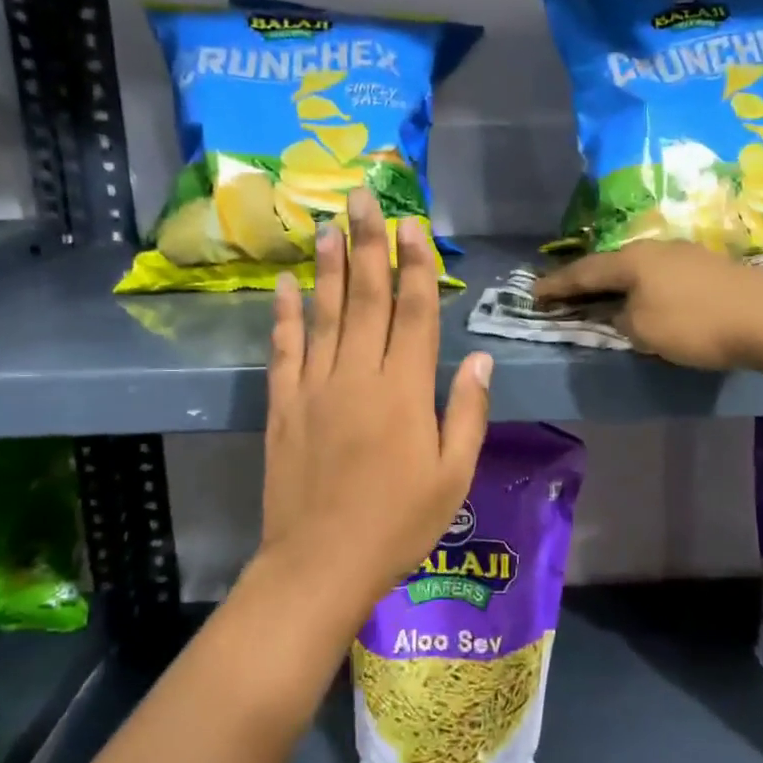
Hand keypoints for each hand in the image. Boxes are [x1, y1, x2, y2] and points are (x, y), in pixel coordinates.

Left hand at [256, 189, 492, 624]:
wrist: (320, 564)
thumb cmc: (399, 524)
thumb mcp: (453, 476)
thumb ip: (466, 412)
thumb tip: (478, 356)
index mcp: (405, 391)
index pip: (414, 312)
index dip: (415, 265)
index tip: (412, 224)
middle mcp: (359, 376)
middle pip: (366, 298)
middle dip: (368, 244)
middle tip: (363, 197)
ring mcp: (316, 388)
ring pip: (324, 313)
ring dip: (328, 266)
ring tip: (329, 224)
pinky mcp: (283, 406)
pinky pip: (284, 349)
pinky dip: (284, 313)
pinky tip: (285, 283)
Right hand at [530, 241, 762, 370]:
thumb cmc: (697, 325)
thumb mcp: (645, 330)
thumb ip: (621, 319)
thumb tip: (619, 313)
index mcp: (634, 260)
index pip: (585, 272)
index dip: (557, 285)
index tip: (533, 293)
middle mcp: (657, 249)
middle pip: (612, 264)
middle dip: (587, 279)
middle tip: (566, 292)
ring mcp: (688, 254)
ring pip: (640, 268)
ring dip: (618, 284)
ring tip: (605, 296)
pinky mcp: (712, 268)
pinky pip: (663, 276)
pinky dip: (646, 288)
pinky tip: (650, 297)